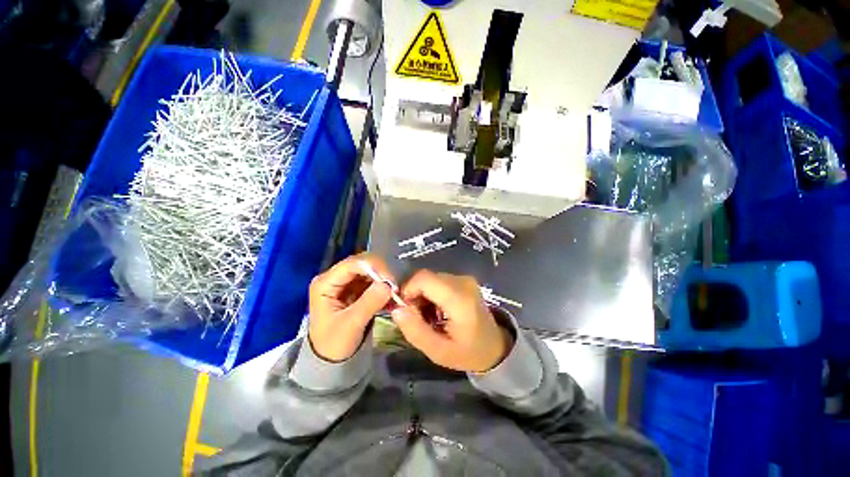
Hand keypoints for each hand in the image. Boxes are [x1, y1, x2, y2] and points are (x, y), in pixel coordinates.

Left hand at [308, 253, 393, 361]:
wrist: (330, 361)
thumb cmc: (334, 344)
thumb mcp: (351, 325)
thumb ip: (369, 303)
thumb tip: (388, 284)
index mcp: (325, 283)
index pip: (352, 264)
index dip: (373, 267)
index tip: (391, 280)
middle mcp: (335, 277)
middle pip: (361, 264)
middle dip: (380, 272)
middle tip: (395, 287)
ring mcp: (346, 282)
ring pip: (369, 271)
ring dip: (383, 280)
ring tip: (395, 293)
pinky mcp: (355, 289)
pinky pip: (372, 281)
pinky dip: (383, 287)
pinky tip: (391, 297)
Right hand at [392, 270, 513, 372]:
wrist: (494, 345)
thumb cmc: (468, 352)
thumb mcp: (438, 352)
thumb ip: (415, 331)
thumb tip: (396, 309)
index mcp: (459, 299)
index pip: (424, 278)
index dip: (408, 289)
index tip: (405, 309)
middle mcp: (462, 282)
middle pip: (425, 277)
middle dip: (414, 294)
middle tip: (417, 317)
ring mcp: (464, 278)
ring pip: (430, 278)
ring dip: (422, 295)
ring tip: (428, 316)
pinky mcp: (463, 279)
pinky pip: (437, 280)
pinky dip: (430, 293)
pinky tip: (436, 309)